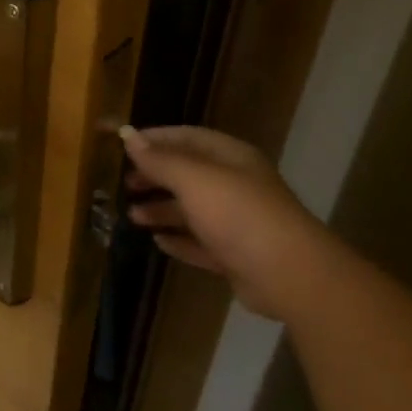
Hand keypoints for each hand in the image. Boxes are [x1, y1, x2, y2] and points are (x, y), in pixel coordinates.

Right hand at [120, 125, 328, 320]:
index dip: (156, 138)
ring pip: (192, 210)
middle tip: (125, 184)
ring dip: (161, 210)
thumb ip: (160, 159)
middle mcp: (235, 185)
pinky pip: (200, 242)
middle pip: (189, 173)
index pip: (189, 137)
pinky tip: (157, 242)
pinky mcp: (235, 255)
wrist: (288, 274)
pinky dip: (179, 240)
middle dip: (156, 176)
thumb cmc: (238, 214)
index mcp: (231, 158)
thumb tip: (128, 136)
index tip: (124, 145)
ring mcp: (237, 222)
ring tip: (132, 216)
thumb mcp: (193, 179)